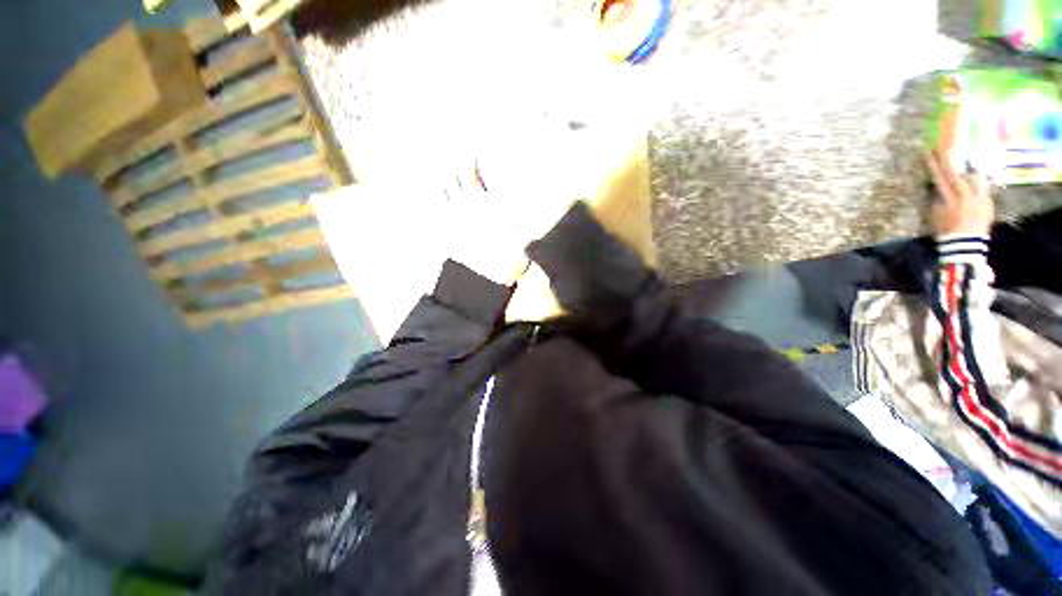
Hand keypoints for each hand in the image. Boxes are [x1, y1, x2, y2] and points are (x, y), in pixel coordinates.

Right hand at [925, 149, 994, 237]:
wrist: (965, 246)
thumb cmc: (945, 231)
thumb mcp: (934, 215)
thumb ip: (936, 199)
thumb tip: (935, 187)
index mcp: (950, 196)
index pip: (940, 175)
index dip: (934, 163)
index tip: (929, 151)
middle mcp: (966, 193)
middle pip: (958, 173)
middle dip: (950, 163)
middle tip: (945, 151)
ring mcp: (980, 198)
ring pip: (974, 178)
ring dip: (967, 173)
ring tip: (964, 168)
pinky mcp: (988, 204)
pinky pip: (982, 189)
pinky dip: (976, 186)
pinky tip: (974, 186)